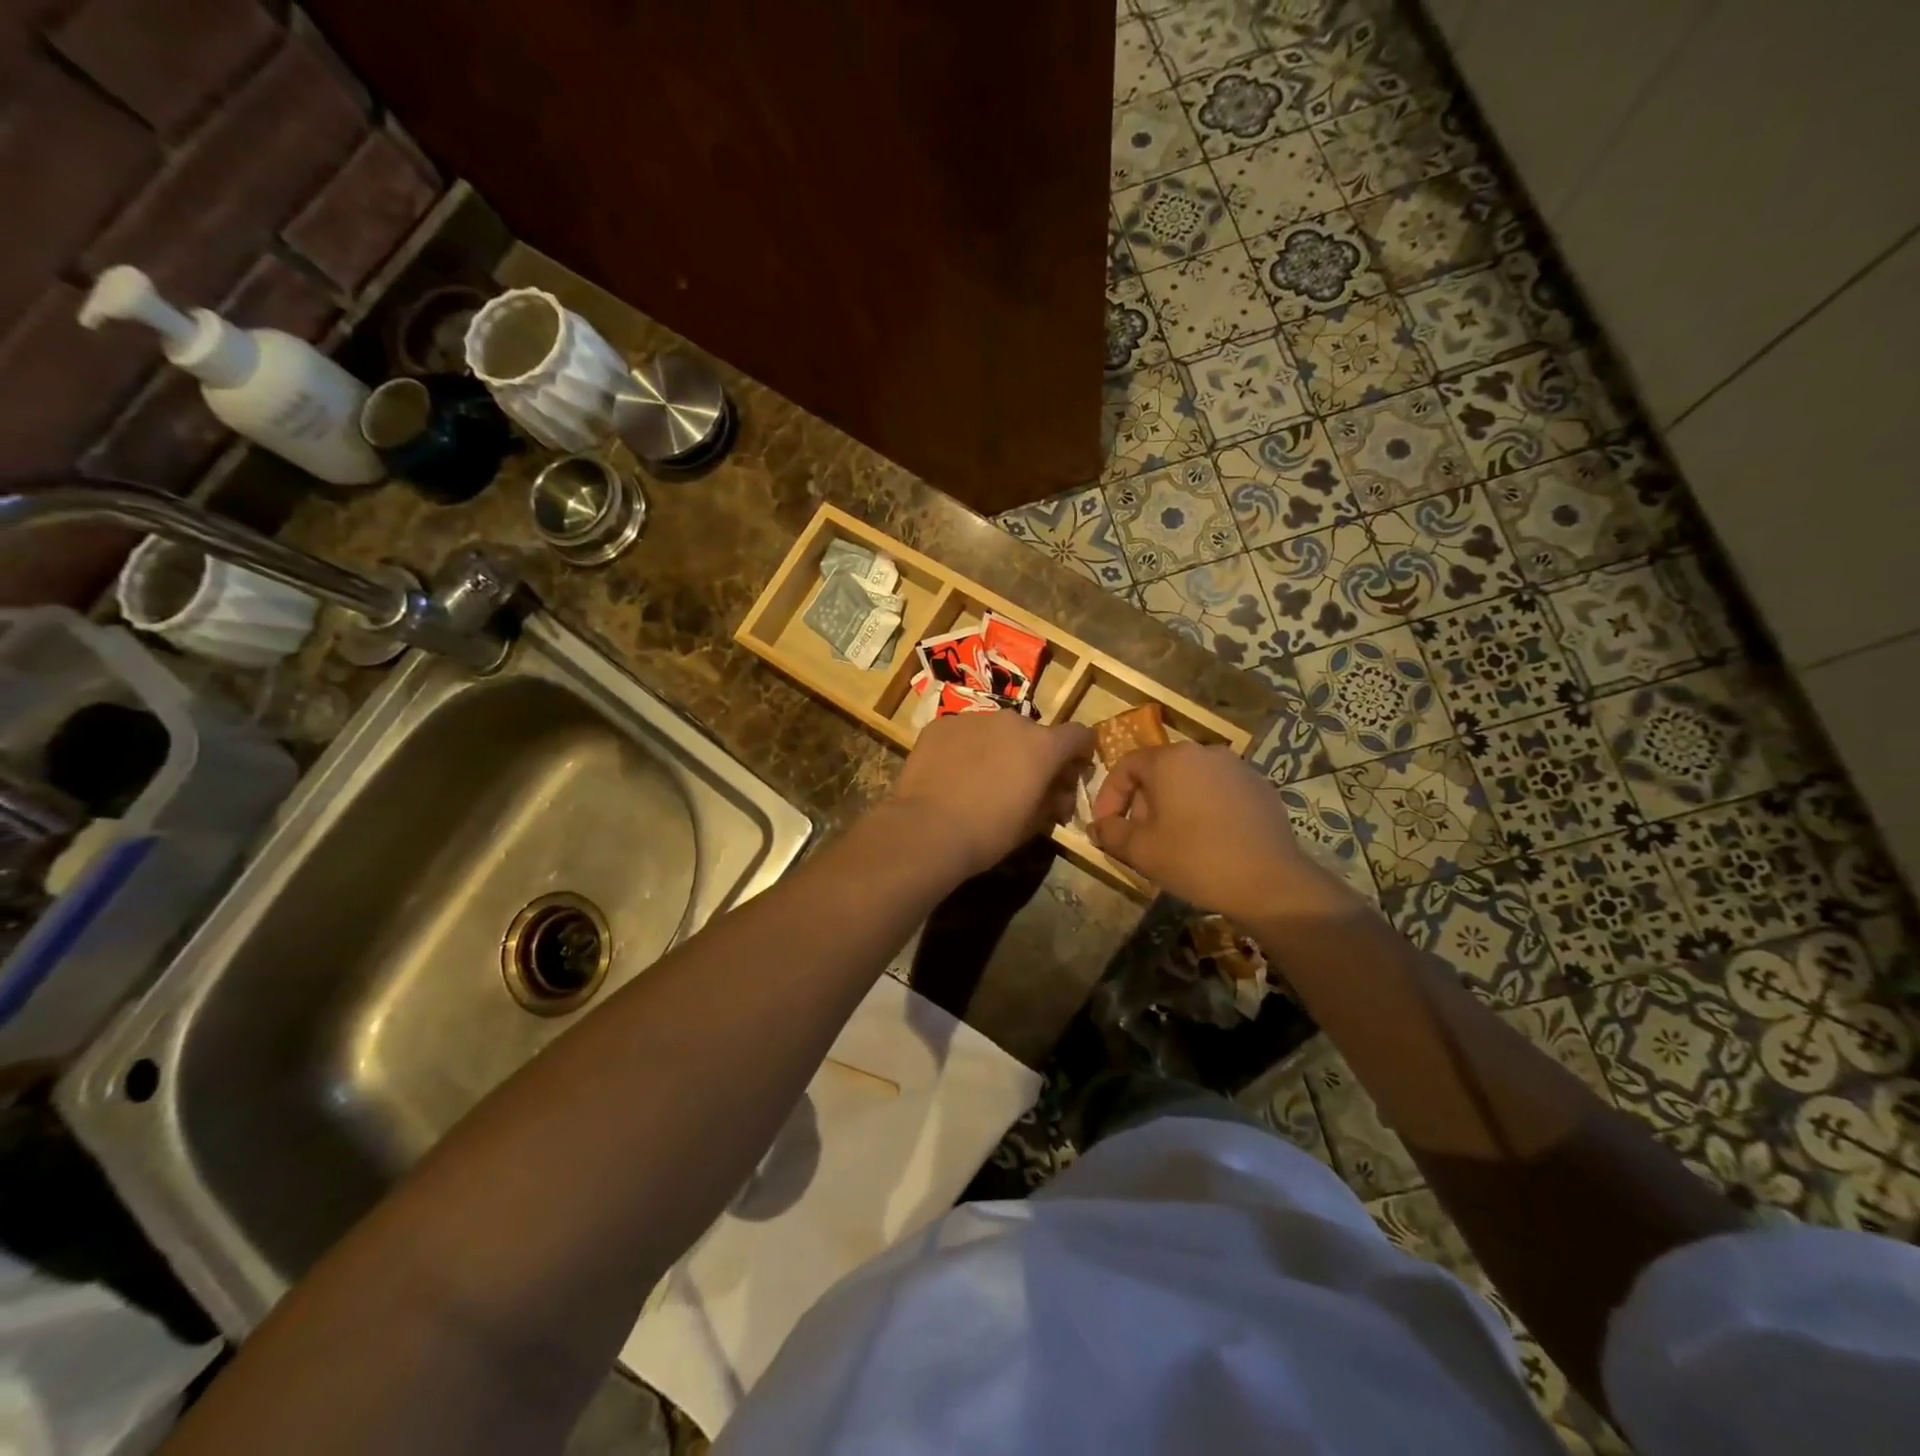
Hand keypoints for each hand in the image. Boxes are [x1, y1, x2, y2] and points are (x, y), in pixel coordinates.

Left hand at [886, 713, 1095, 879]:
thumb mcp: (1033, 824)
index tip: (1071, 772)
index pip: (1079, 735)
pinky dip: (965, 748)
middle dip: (1034, 754)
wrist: (927, 829)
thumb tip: (1058, 794)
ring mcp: (974, 718)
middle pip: (1034, 733)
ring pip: (996, 730)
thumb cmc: (989, 832)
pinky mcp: (941, 724)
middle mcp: (1012, 721)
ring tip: (981, 779)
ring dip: (998, 748)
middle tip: (1021, 784)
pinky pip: (963, 732)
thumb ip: (1053, 800)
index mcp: (1043, 745)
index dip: (1079, 753)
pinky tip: (952, 774)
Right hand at [1090, 743, 1335, 923]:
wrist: (1269, 882)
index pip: (1125, 766)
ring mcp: (1237, 767)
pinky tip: (1207, 841)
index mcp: (1170, 759)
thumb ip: (1111, 833)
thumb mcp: (1140, 850)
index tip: (1106, 826)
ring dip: (1173, 805)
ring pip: (1190, 781)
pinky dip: (1204, 809)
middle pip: (1159, 771)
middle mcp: (1204, 752)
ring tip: (1172, 841)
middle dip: (1142, 802)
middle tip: (1139, 837)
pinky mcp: (1261, 787)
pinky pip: (1219, 792)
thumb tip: (1098, 827)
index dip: (1109, 796)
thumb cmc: (1194, 859)